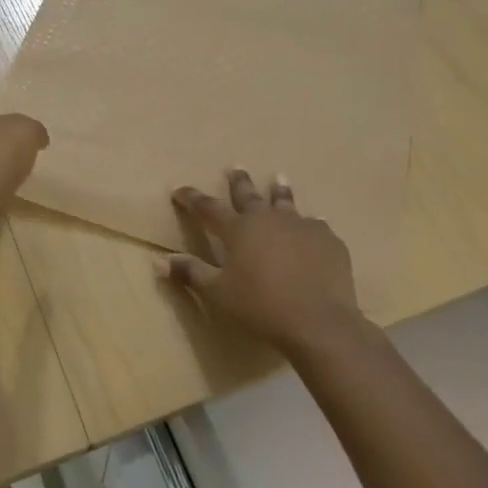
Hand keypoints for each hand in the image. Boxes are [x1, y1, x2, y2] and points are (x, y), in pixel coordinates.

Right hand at [158, 171, 360, 350]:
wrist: (318, 321)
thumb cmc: (260, 306)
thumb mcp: (218, 293)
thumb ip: (191, 273)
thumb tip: (159, 261)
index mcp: (238, 230)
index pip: (208, 208)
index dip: (192, 198)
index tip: (180, 191)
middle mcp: (268, 219)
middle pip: (249, 195)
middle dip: (239, 181)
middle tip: (236, 167)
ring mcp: (301, 226)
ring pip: (286, 202)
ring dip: (279, 191)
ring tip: (279, 178)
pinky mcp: (328, 240)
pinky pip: (316, 226)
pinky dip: (310, 224)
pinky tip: (315, 225)